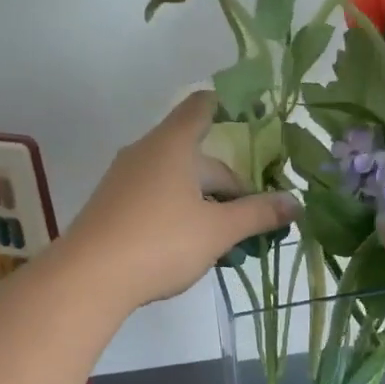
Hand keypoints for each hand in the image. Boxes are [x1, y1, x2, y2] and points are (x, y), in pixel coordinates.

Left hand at [62, 92, 299, 315]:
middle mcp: (146, 153)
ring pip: (177, 181)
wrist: (89, 277)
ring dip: (206, 203)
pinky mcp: (113, 206)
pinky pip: (156, 197)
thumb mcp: (218, 231)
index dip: (228, 106)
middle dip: (229, 185)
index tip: (252, 117)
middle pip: (197, 156)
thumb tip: (295, 203)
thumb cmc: (161, 242)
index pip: (202, 107)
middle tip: (254, 217)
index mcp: (173, 145)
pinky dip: (180, 212)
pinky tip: (192, 245)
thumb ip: (258, 214)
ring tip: (228, 237)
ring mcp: (125, 179)